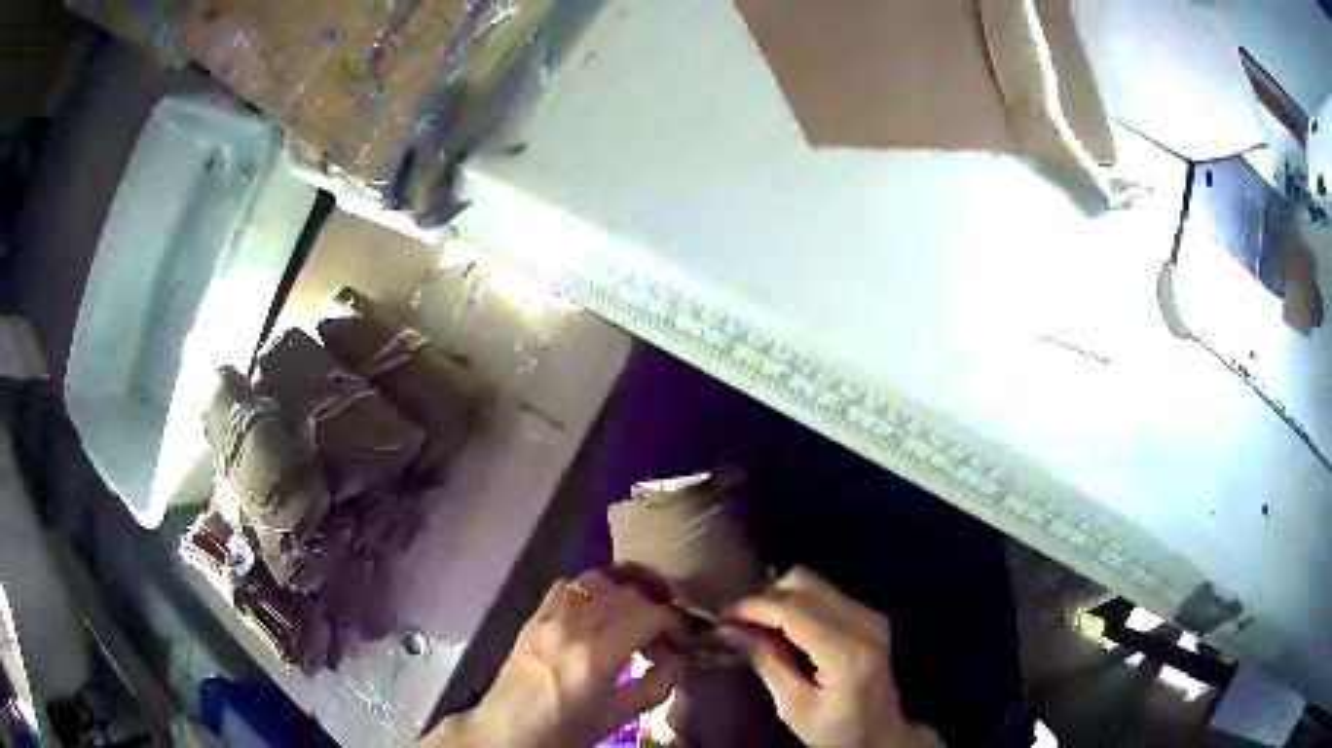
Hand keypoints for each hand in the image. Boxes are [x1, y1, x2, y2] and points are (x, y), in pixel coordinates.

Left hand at [423, 570, 681, 747]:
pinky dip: (589, 592)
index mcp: (596, 655)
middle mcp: (572, 625)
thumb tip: (676, 660)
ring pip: (596, 581)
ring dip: (621, 596)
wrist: (507, 731)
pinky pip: (567, 587)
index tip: (681, 639)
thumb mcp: (616, 717)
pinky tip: (594, 615)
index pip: (649, 614)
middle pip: (626, 594)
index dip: (673, 622)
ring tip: (628, 622)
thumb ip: (654, 686)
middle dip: (652, 610)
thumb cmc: (564, 731)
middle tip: (659, 637)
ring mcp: (548, 616)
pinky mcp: (533, 616)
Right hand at [727, 566, 942, 747]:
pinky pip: (824, 593)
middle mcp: (865, 623)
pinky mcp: (869, 615)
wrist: (881, 733)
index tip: (723, 615)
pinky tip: (782, 628)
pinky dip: (796, 603)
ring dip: (779, 598)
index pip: (794, 610)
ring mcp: (871, 615)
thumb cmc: (836, 730)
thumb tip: (734, 629)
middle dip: (765, 598)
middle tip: (738, 622)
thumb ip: (768, 664)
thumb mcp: (794, 708)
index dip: (754, 606)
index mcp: (847, 653)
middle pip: (805, 584)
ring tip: (757, 625)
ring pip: (813, 583)